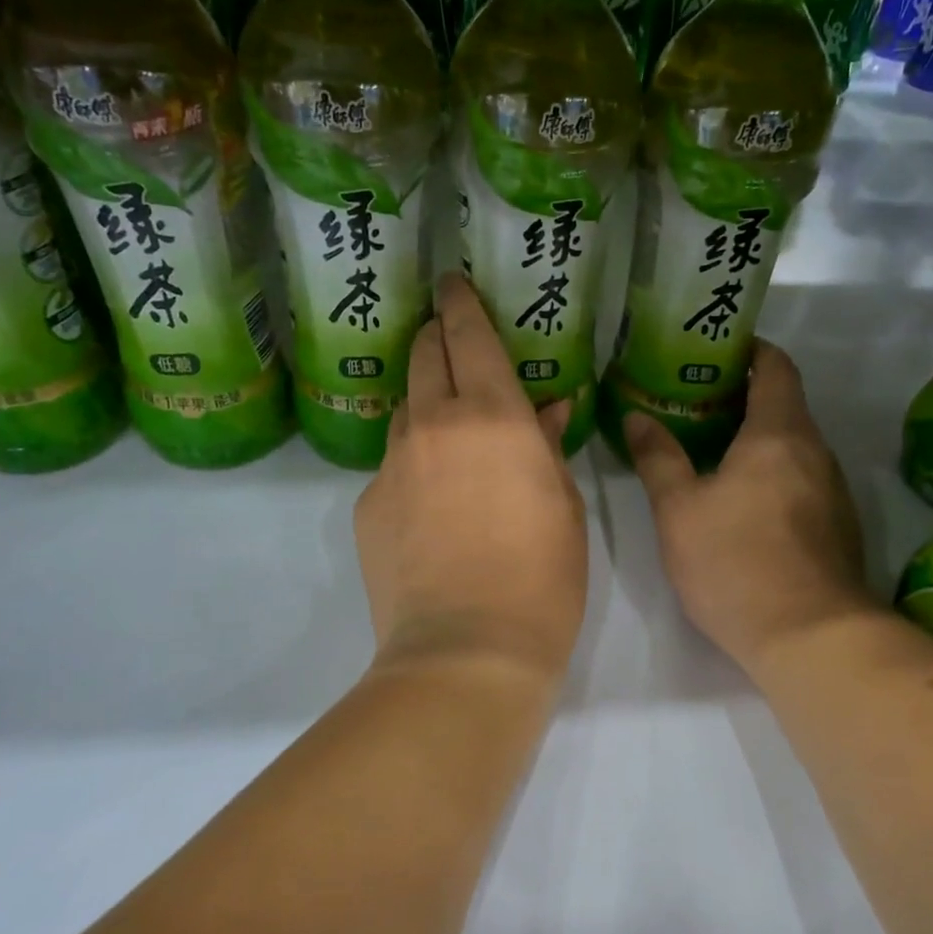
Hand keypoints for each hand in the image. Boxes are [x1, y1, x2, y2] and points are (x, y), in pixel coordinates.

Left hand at [354, 273, 587, 684]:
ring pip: (404, 409)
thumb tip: (549, 411)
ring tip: (448, 426)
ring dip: (424, 401)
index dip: (462, 303)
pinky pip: (392, 465)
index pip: (469, 335)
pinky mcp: (367, 505)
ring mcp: (392, 465)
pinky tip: (433, 502)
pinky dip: (414, 463)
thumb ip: (550, 448)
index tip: (453, 283)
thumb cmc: (542, 577)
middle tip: (449, 338)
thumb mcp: (565, 507)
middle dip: (435, 336)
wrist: (466, 651)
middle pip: (423, 356)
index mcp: (493, 416)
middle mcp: (434, 425)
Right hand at [624, 341, 875, 678]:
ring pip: (794, 447)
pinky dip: (773, 475)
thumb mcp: (679, 510)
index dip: (749, 350)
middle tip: (692, 405)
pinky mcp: (837, 528)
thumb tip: (638, 416)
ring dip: (757, 440)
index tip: (714, 352)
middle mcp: (815, 452)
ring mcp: (833, 492)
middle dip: (742, 398)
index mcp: (779, 433)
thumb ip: (658, 458)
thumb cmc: (736, 562)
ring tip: (711, 452)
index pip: (776, 366)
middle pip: (785, 405)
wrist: (810, 636)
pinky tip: (742, 503)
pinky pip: (802, 481)